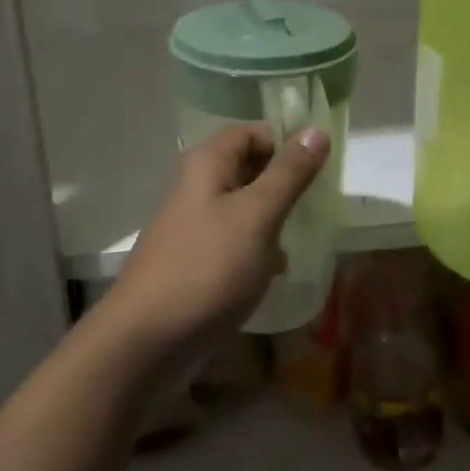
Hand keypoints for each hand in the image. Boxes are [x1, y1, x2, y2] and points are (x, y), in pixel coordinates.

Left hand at [103, 123, 330, 365]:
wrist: (148, 340)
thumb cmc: (207, 267)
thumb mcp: (257, 215)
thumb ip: (289, 173)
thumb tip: (316, 130)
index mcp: (207, 164)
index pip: (251, 132)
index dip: (285, 142)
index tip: (320, 169)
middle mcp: (197, 187)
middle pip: (249, 168)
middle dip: (284, 184)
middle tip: (321, 205)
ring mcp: (195, 226)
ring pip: (244, 208)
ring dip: (275, 219)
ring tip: (306, 238)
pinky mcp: (197, 261)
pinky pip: (235, 242)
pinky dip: (259, 250)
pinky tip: (278, 271)